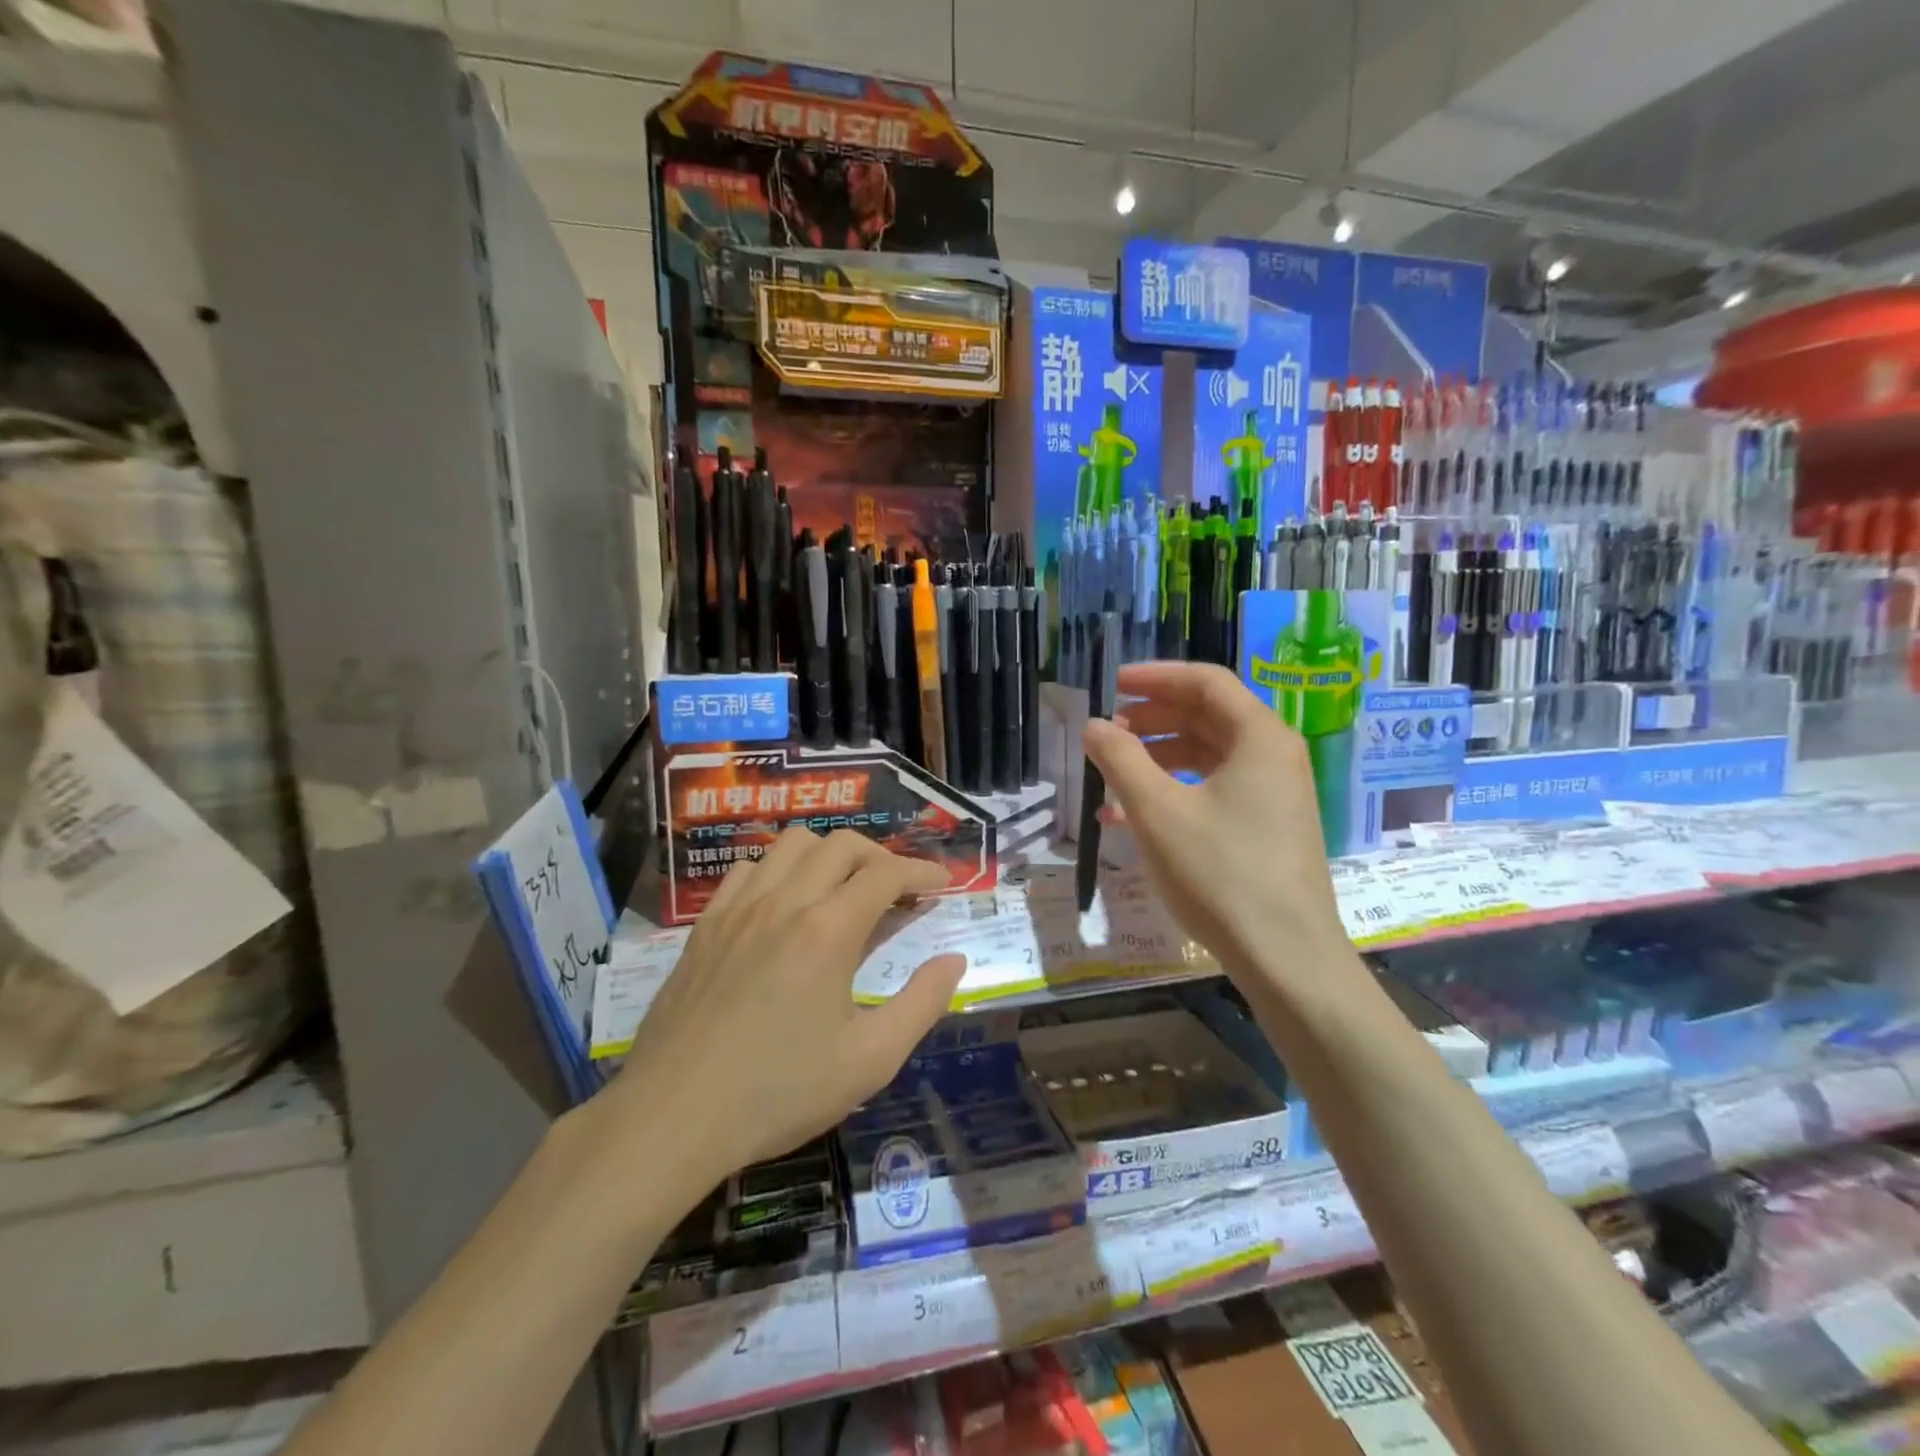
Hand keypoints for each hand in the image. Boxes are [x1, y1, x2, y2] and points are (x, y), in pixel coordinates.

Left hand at [596, 829, 965, 1190]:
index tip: (943, 883)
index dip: (922, 871)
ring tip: (844, 888)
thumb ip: (922, 1003)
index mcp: (829, 930)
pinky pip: (748, 868)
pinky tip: (784, 903)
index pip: (887, 873)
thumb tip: (954, 960)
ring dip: (829, 854)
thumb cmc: (779, 1092)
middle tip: (898, 890)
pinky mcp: (706, 924)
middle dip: (881, 857)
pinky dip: (779, 869)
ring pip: (792, 844)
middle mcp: (785, 902)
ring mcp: (739, 908)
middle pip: (842, 845)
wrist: (672, 1117)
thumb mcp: (870, 1060)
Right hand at [1083, 662, 1355, 998]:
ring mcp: (1274, 794)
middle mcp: (1273, 755)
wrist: (1285, 957)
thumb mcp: (1158, 812)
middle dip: (1152, 720)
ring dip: (1156, 759)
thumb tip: (1094, 726)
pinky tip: (1130, 817)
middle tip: (1108, 732)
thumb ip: (1121, 760)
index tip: (1112, 685)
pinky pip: (1214, 790)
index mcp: (1259, 737)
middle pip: (1207, 716)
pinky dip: (1173, 792)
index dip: (1155, 677)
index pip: (1205, 682)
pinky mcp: (1266, 827)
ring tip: (1110, 776)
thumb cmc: (1221, 873)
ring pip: (1207, 756)